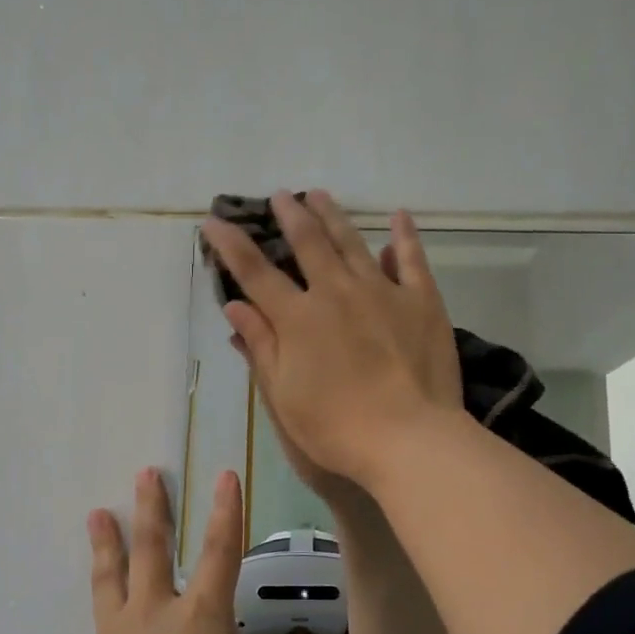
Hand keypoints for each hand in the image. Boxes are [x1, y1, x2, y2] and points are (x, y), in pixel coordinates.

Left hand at [66, 468, 311, 633]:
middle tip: (144, 474)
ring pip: (109, 582)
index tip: (222, 475)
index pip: (221, 554)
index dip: (225, 514)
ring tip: (95, 515)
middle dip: (151, 511)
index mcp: (200, 618)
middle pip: (152, 551)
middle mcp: (155, 616)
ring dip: (104, 547)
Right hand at [202, 190, 463, 488]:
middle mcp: (336, 292)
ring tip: (320, 194)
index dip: (231, 244)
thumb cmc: (335, 427)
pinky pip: (412, 259)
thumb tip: (234, 305)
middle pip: (308, 243)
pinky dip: (404, 236)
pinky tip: (398, 218)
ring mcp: (382, 291)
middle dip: (289, 215)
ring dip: (333, 215)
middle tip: (280, 196)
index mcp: (298, 318)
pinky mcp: (421, 301)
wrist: (408, 439)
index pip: (255, 272)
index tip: (213, 222)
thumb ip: (260, 345)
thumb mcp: (283, 394)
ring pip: (353, 242)